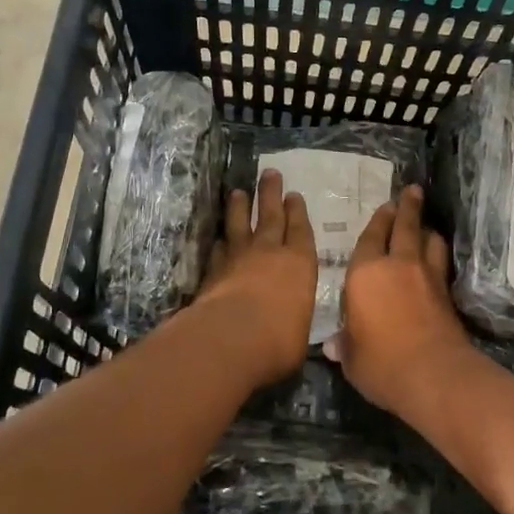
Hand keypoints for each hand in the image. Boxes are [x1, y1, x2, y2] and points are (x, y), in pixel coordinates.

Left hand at [193, 169, 318, 387]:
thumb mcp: (300, 334)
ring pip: (239, 225)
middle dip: (270, 193)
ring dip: (239, 207)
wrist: (231, 338)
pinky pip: (218, 249)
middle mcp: (269, 253)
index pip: (300, 230)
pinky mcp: (213, 272)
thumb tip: (292, 330)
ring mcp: (238, 259)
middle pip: (270, 215)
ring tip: (237, 192)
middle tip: (269, 173)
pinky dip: (220, 242)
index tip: (293, 195)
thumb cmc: (279, 339)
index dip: (297, 212)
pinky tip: (219, 238)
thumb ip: (295, 322)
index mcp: (300, 264)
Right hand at [326, 184, 475, 415]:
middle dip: (407, 208)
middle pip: (404, 227)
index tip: (385, 206)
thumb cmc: (381, 363)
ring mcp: (427, 277)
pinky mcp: (447, 294)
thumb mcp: (352, 358)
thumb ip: (345, 345)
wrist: (433, 375)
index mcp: (365, 274)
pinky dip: (438, 255)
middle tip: (412, 192)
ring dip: (427, 229)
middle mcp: (397, 265)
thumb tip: (334, 346)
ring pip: (429, 241)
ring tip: (426, 224)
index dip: (377, 221)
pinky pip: (441, 263)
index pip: (370, 239)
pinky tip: (437, 259)